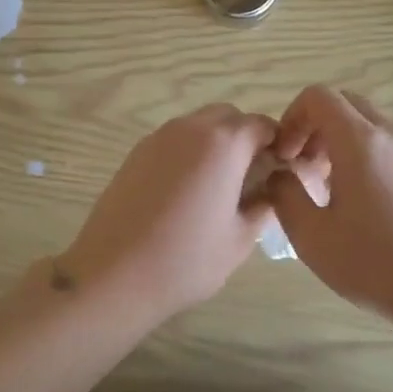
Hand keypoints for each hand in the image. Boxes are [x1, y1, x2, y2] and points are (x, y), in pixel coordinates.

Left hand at [58, 104, 280, 317]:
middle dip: (244, 138)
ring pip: (198, 125)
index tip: (279, 171)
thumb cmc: (186, 260)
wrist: (113, 274)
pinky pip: (173, 141)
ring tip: (217, 186)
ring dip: (215, 143)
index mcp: (223, 144)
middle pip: (228, 117)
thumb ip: (263, 205)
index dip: (276, 144)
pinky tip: (186, 192)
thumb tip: (271, 188)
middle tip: (250, 177)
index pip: (261, 125)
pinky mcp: (135, 153)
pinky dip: (189, 153)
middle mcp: (190, 129)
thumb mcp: (240, 238)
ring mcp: (158, 138)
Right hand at [267, 86, 392, 317]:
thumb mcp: (312, 236)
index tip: (284, 156)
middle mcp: (390, 134)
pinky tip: (359, 204)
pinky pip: (387, 146)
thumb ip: (285, 196)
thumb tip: (280, 175)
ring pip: (368, 125)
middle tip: (302, 167)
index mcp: (360, 140)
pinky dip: (364, 156)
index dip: (291, 117)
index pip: (318, 96)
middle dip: (315, 127)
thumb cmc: (376, 263)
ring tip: (327, 189)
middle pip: (345, 104)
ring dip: (339, 142)